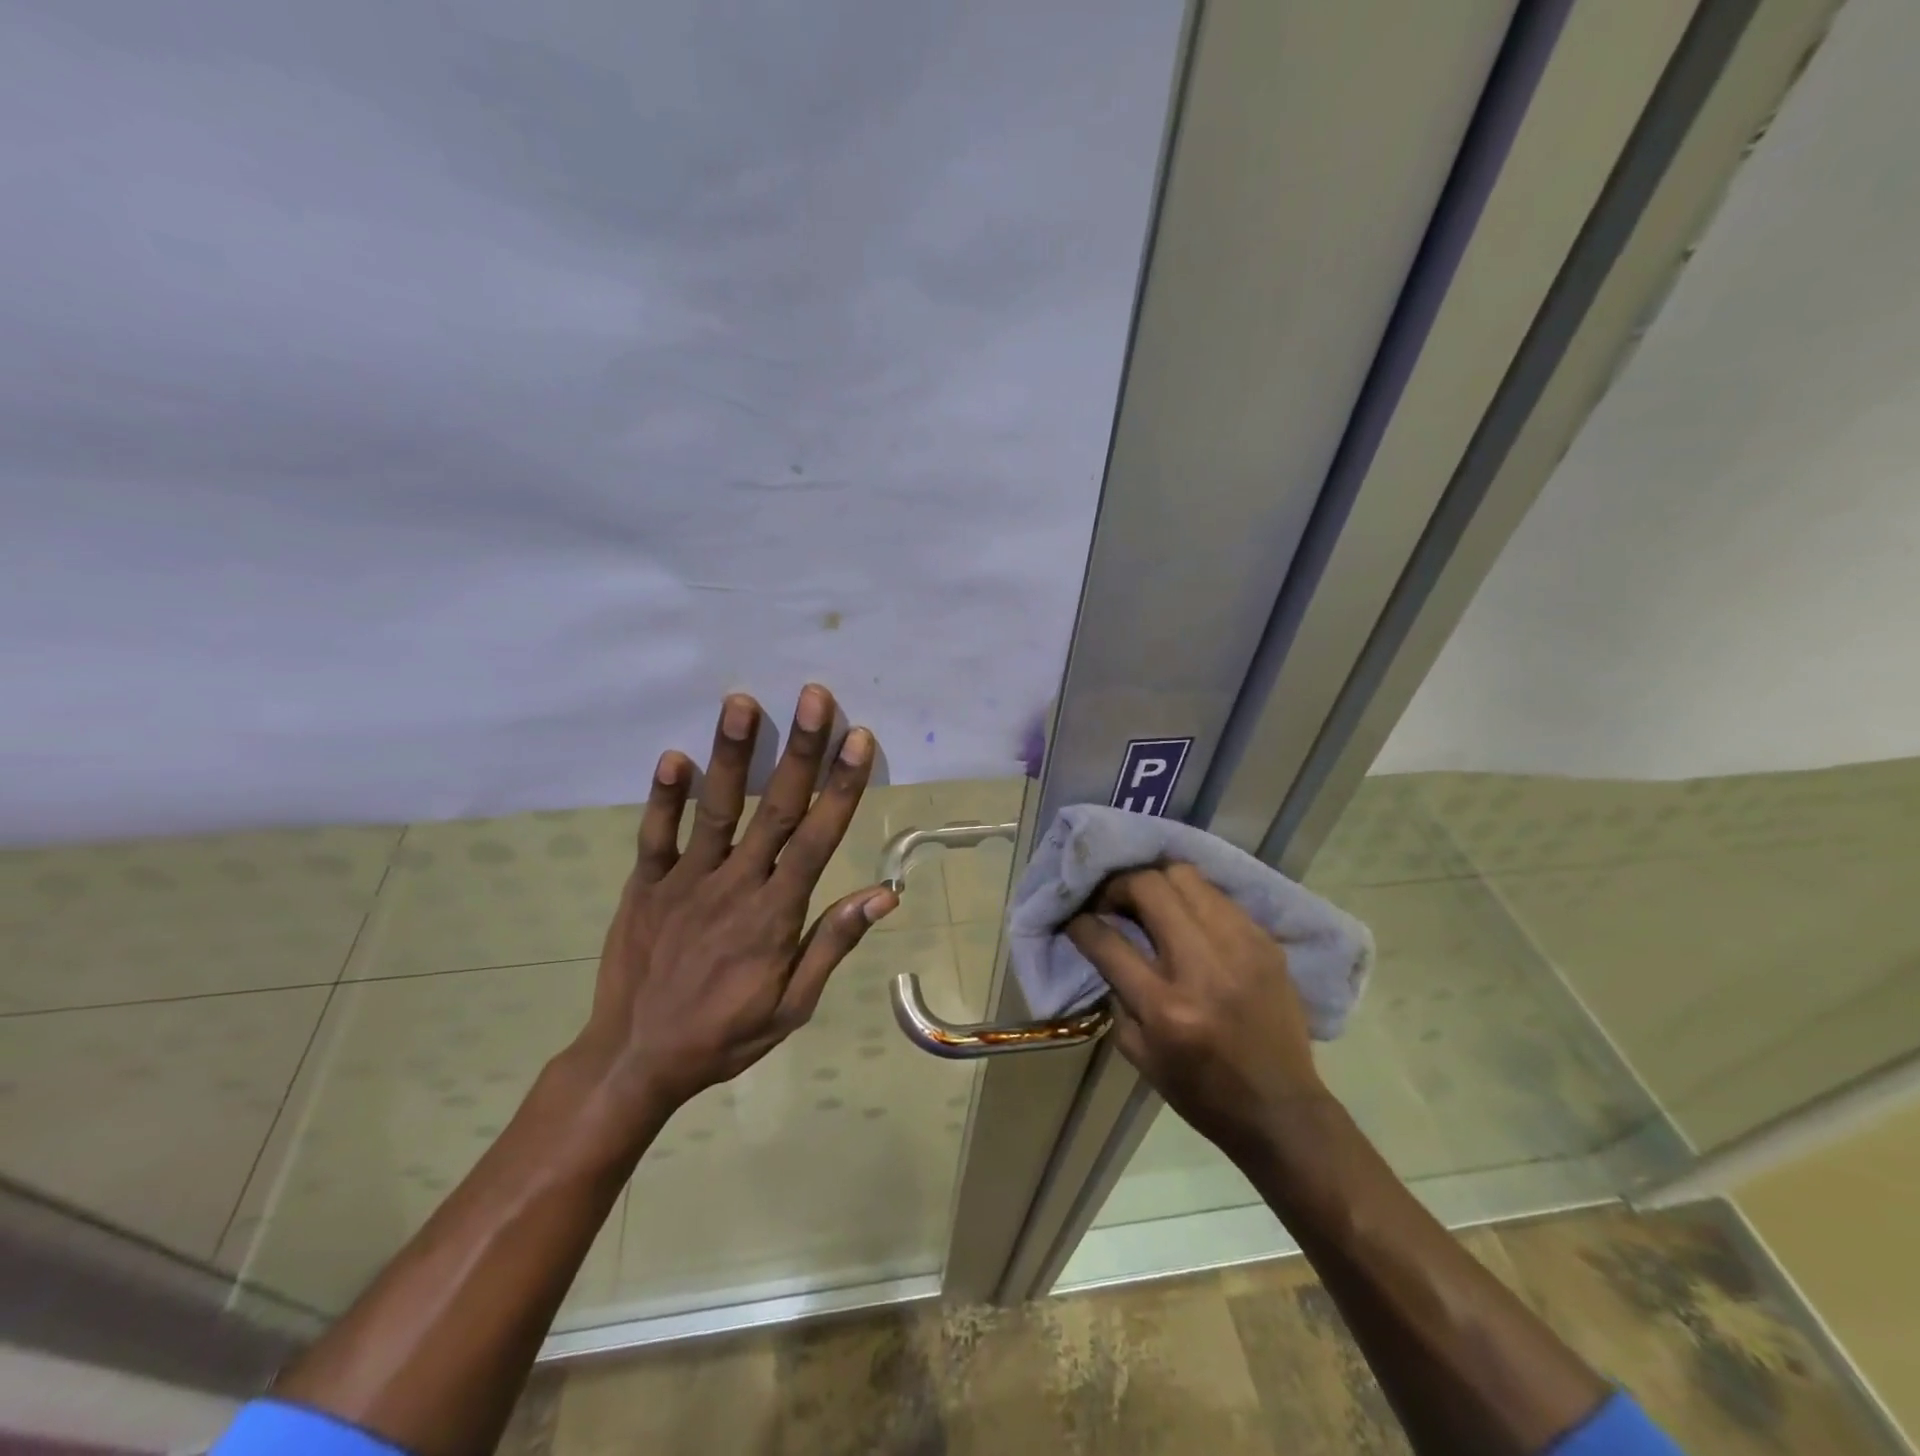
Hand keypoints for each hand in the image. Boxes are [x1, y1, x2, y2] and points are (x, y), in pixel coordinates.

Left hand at [572, 684, 895, 1128]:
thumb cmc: (724, 1035)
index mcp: (775, 914)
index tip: (857, 739)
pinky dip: (664, 796)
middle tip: (813, 696)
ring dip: (730, 754)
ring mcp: (684, 882)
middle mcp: (734, 885)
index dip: (840, 786)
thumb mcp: (793, 1005)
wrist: (635, 1061)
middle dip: (798, 750)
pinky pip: (655, 835)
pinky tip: (674, 755)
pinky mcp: (644, 886)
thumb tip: (884, 894)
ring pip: (715, 809)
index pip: (817, 838)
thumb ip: (833, 943)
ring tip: (741, 702)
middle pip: (773, 808)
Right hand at [1066, 864, 1330, 1158]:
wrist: (1281, 1109)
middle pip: (1148, 887)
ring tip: (1148, 901)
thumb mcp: (1140, 1053)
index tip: (1076, 918)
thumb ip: (1118, 994)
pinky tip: (1186, 916)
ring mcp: (1240, 947)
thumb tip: (1105, 945)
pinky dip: (1192, 898)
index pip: (1108, 941)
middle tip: (1112, 901)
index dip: (1082, 923)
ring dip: (1156, 882)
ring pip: (1185, 876)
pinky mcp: (1265, 941)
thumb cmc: (1201, 1092)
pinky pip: (1217, 896)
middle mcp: (1202, 968)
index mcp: (1166, 1007)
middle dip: (1118, 885)